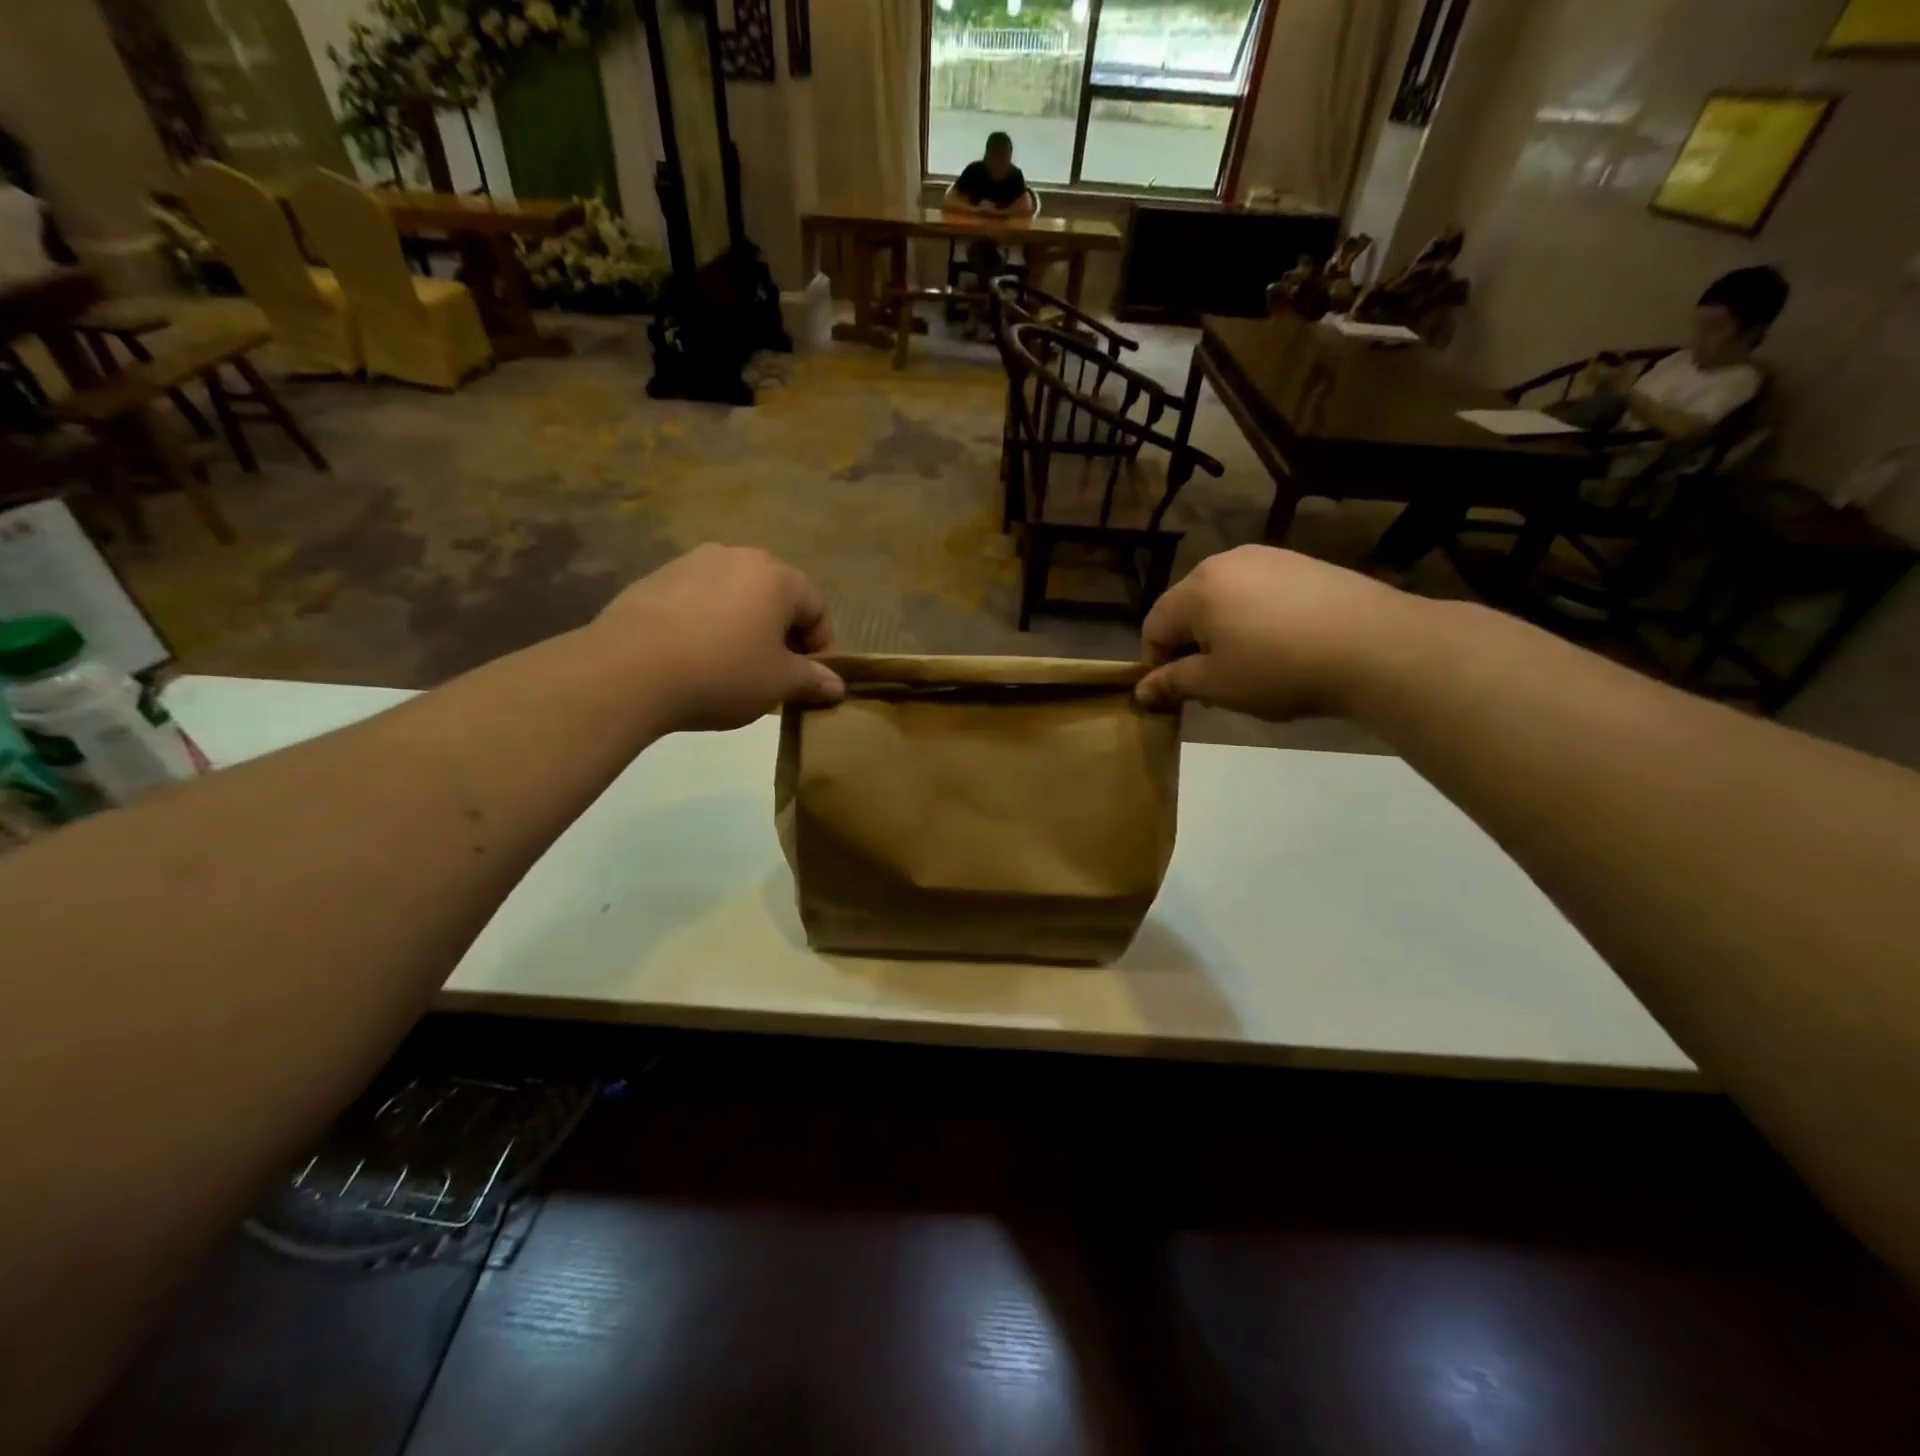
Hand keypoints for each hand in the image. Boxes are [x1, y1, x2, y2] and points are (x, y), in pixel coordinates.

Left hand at [591, 545, 843, 732]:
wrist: (629, 670)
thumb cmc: (722, 673)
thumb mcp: (778, 684)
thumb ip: (813, 680)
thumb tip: (837, 686)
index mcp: (777, 577)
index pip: (817, 607)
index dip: (820, 646)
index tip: (808, 678)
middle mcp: (738, 557)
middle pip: (775, 596)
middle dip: (781, 634)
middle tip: (772, 673)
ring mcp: (692, 563)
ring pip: (735, 596)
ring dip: (743, 626)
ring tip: (730, 666)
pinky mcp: (655, 578)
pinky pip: (698, 601)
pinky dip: (707, 624)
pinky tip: (693, 657)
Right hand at [1135, 546, 1418, 720]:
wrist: (1377, 646)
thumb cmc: (1280, 669)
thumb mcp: (1217, 685)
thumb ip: (1173, 683)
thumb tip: (1141, 690)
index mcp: (1198, 587)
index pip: (1154, 625)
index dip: (1157, 663)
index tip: (1179, 694)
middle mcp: (1227, 561)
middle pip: (1188, 608)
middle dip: (1191, 646)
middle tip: (1215, 684)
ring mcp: (1269, 557)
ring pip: (1225, 600)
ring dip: (1224, 633)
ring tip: (1252, 667)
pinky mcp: (1303, 564)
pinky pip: (1260, 593)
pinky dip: (1256, 620)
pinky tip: (1284, 646)